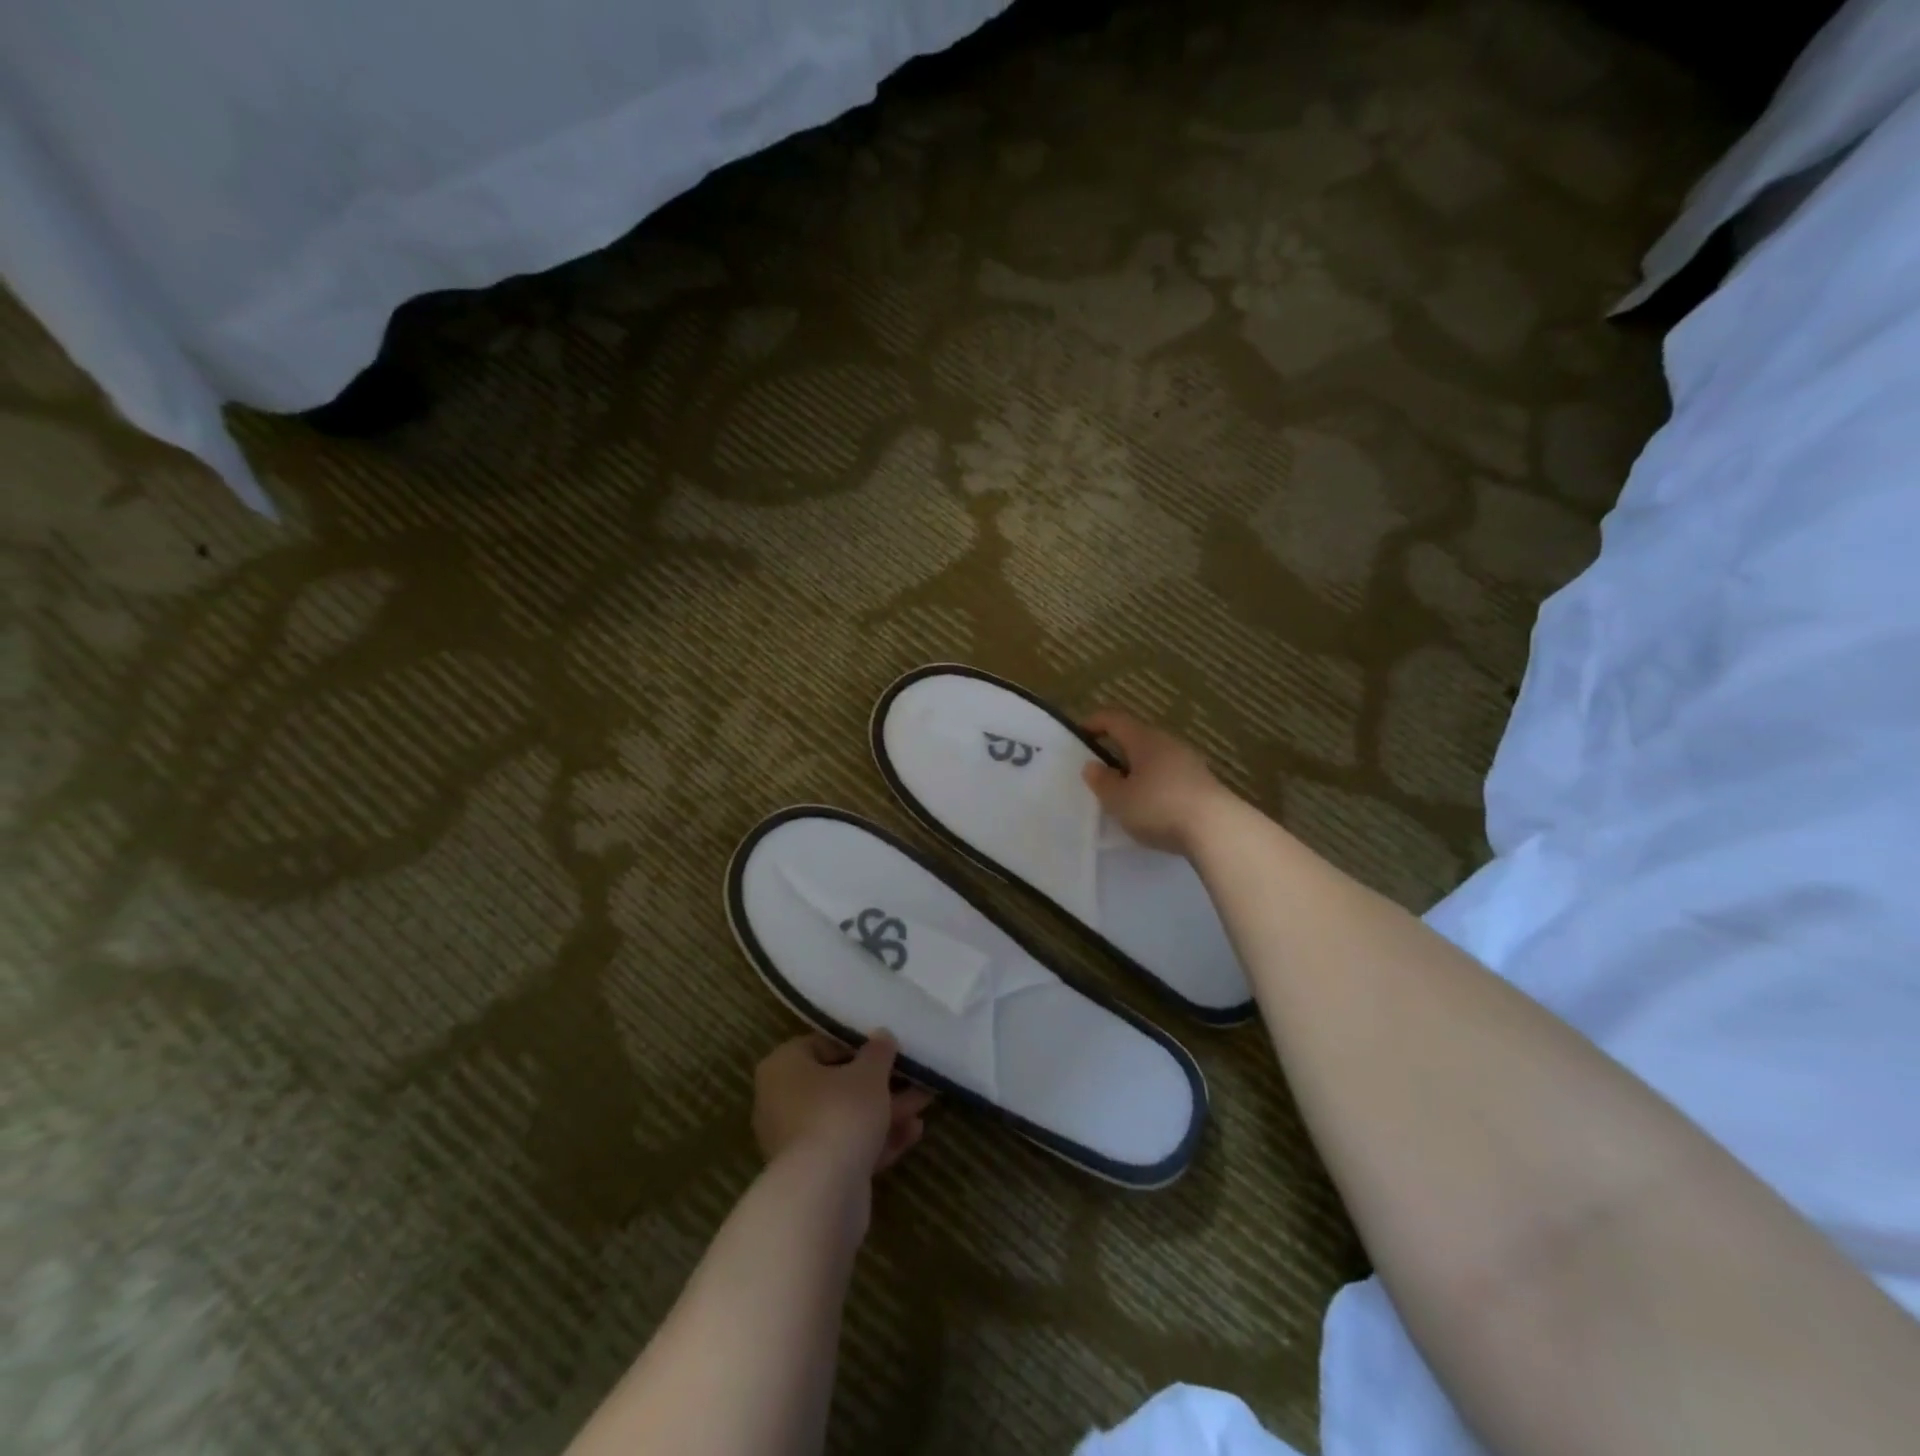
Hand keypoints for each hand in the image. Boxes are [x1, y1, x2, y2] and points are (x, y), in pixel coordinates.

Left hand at [753, 1032, 933, 1178]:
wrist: (822, 1194)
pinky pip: (848, 1147)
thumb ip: (878, 1051)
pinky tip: (914, 1132)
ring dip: (886, 1110)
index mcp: (783, 1067)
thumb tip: (882, 1036)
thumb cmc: (841, 1112)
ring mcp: (796, 1142)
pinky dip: (878, 1139)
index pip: (821, 1045)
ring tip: (925, 1101)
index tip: (887, 1049)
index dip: (857, 1046)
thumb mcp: (869, 1073)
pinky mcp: (814, 1175)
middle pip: (837, 1084)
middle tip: (912, 1076)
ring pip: (847, 1117)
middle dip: (879, 1082)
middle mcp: (781, 1102)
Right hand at [1082, 709, 1234, 854]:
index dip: (1095, 722)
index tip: (1080, 733)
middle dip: (1118, 749)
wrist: (1217, 830)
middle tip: (1101, 769)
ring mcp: (1190, 762)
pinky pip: (1171, 775)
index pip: (1115, 719)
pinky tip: (1152, 805)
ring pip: (1156, 757)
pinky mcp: (1203, 783)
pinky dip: (1156, 783)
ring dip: (1138, 768)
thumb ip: (1102, 781)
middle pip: (1137, 737)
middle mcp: (1168, 743)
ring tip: (1125, 791)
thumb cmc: (1159, 807)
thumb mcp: (1119, 799)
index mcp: (1144, 739)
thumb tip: (1093, 766)